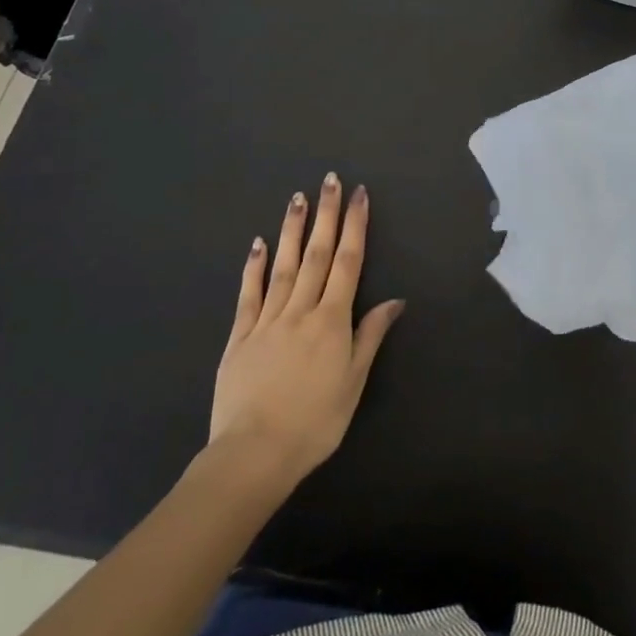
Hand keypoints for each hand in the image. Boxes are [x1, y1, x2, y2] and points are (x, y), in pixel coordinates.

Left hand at [206, 174, 404, 491]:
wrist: (254, 454)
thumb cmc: (315, 421)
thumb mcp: (354, 381)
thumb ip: (371, 335)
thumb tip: (396, 300)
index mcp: (332, 320)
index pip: (348, 262)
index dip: (355, 226)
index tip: (359, 195)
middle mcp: (301, 310)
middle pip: (316, 254)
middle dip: (326, 215)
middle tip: (329, 181)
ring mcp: (267, 320)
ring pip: (282, 266)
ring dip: (291, 230)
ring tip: (297, 198)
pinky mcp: (240, 336)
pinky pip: (248, 294)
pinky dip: (253, 267)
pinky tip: (257, 243)